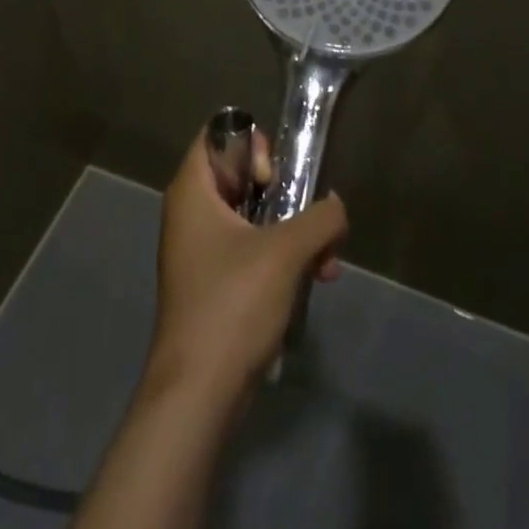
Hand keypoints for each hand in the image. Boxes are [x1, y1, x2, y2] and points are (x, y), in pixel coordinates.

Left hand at [144, 127, 346, 405]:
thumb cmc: (232, 304)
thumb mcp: (285, 252)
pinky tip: (319, 279)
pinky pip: (251, 250)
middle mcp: (191, 212)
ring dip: (293, 229)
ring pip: (252, 216)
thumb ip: (320, 218)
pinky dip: (282, 257)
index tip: (273, 176)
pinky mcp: (214, 283)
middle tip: (304, 213)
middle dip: (284, 192)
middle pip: (239, 174)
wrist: (198, 393)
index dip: (250, 144)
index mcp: (192, 190)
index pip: (218, 134)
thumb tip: (336, 206)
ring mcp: (201, 250)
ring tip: (327, 258)